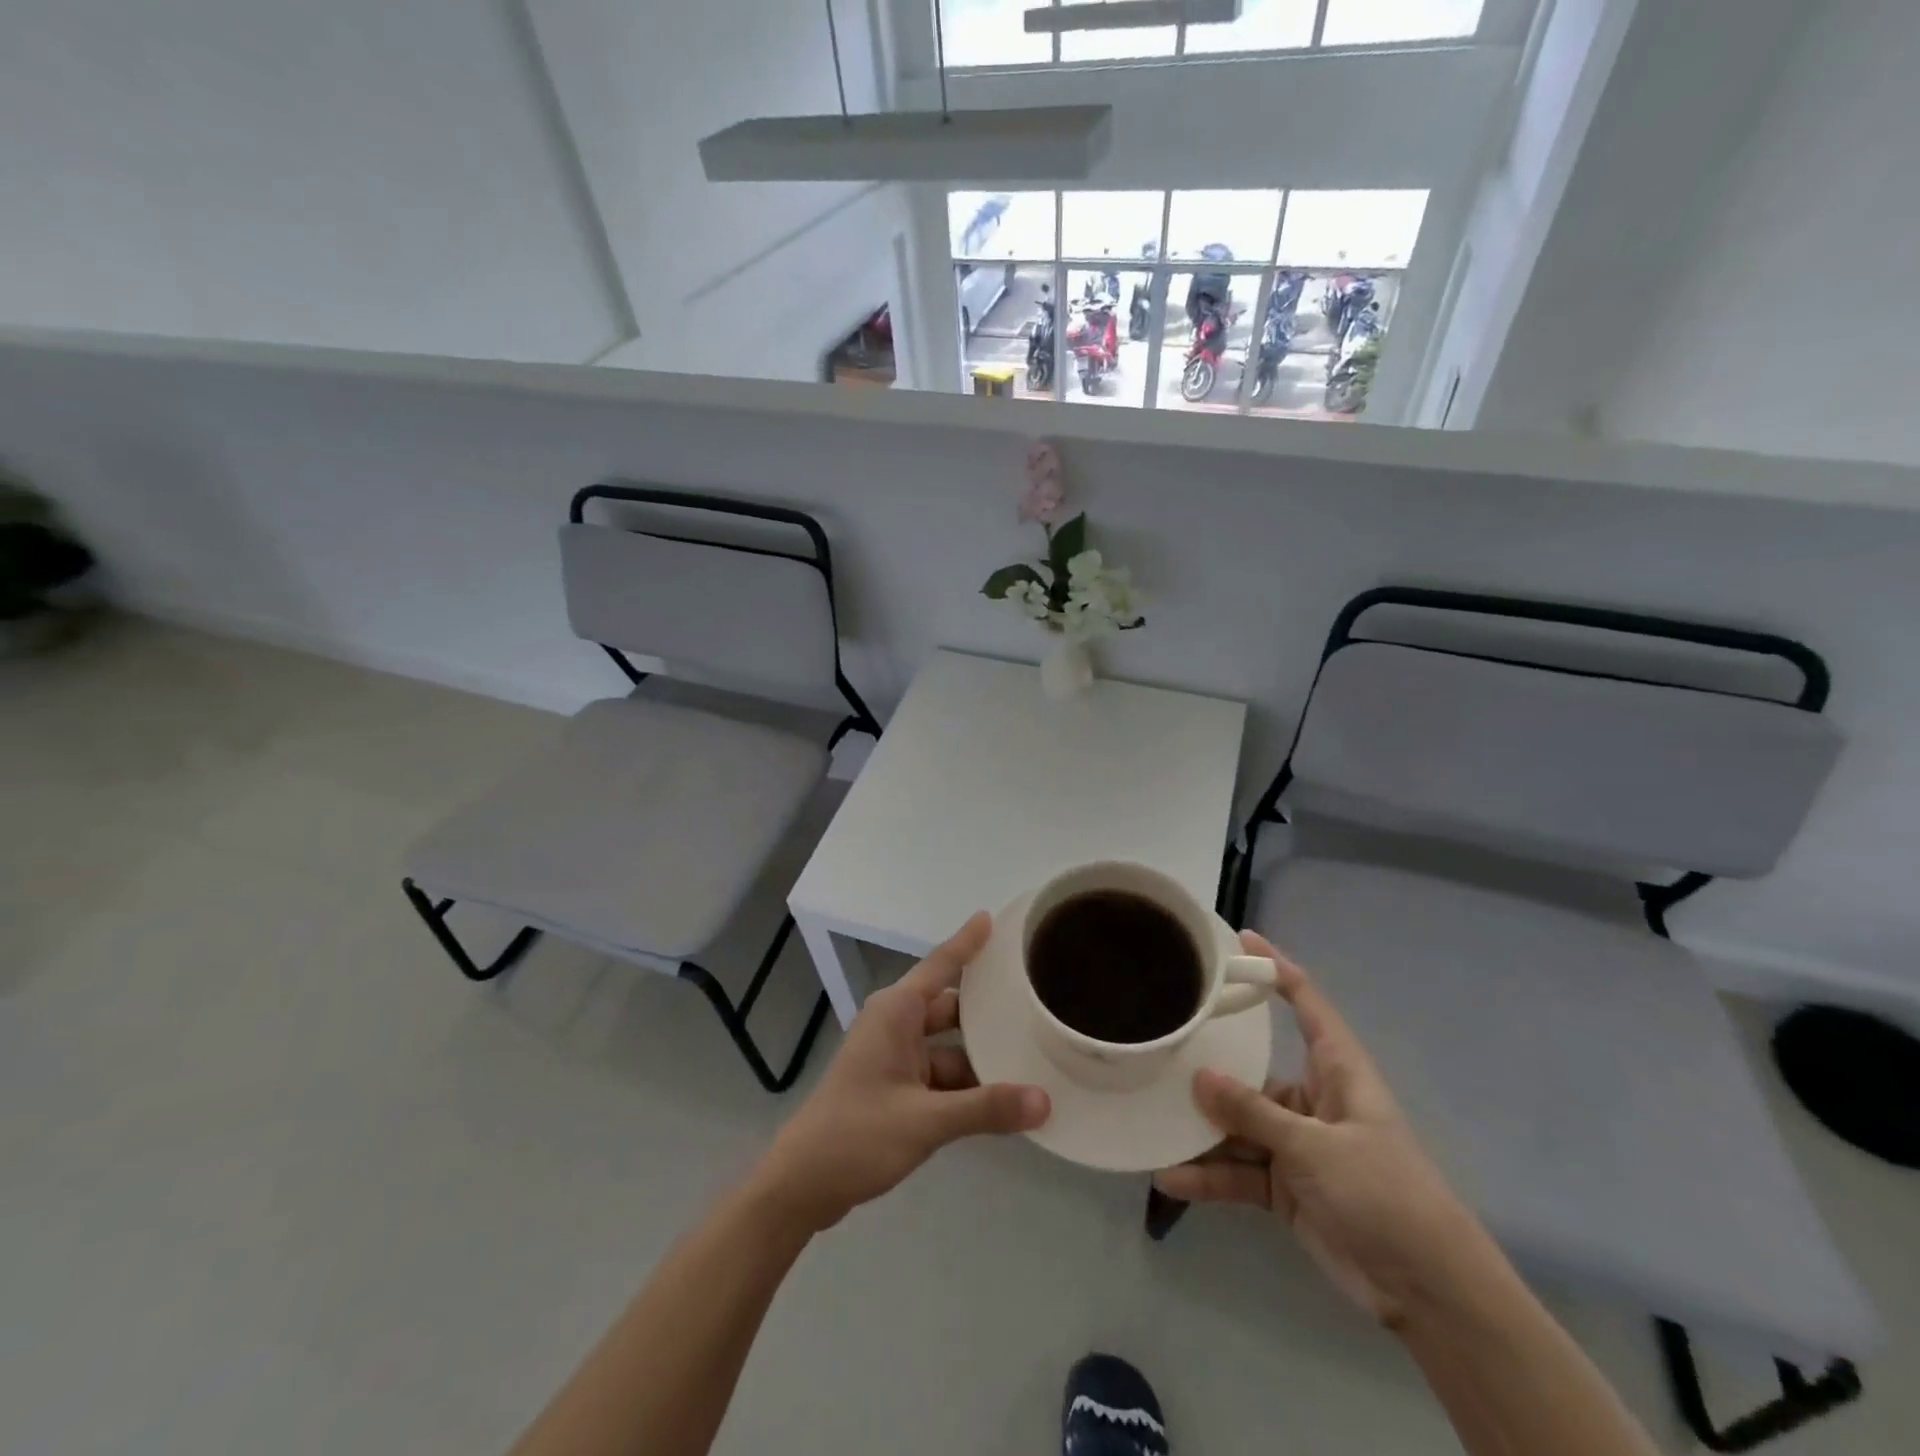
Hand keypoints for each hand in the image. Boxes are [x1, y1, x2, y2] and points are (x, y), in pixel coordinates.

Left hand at [754, 913, 1049, 1233]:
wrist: (800, 1185)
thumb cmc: (857, 1135)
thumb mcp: (926, 1121)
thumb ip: (986, 1109)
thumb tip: (1045, 1101)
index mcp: (896, 1012)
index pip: (941, 965)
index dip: (968, 942)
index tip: (992, 917)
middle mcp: (895, 1025)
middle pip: (951, 1007)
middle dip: (988, 1010)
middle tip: (1035, 1000)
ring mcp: (893, 1057)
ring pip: (948, 1045)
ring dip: (980, 1056)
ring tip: (1031, 1056)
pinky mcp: (893, 1087)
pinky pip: (939, 1073)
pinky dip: (965, 1084)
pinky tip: (1000, 1099)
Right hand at [1155, 932, 1494, 1328]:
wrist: (1429, 1292)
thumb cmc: (1385, 1194)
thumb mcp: (1316, 1148)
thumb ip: (1254, 1113)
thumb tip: (1198, 1077)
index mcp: (1337, 1071)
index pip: (1306, 1004)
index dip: (1276, 968)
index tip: (1239, 940)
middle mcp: (1312, 1099)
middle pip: (1253, 1069)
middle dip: (1211, 1062)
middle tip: (1162, 1040)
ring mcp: (1297, 1144)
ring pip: (1238, 1123)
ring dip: (1202, 1128)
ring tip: (1153, 1116)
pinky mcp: (1286, 1186)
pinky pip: (1239, 1170)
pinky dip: (1209, 1175)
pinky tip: (1171, 1176)